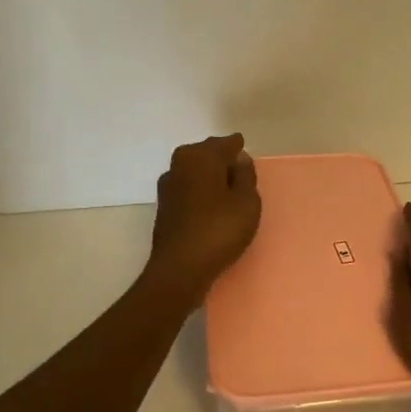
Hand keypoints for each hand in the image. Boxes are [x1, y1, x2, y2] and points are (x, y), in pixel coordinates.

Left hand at [146, 134, 261, 305]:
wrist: (180, 268)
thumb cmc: (219, 230)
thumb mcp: (247, 201)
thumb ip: (246, 176)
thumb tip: (239, 159)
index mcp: (201, 156)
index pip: (225, 143)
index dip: (237, 147)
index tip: (245, 151)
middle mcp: (180, 164)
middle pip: (205, 153)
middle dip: (221, 157)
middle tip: (238, 169)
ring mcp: (168, 185)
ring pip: (194, 170)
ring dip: (208, 175)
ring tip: (227, 187)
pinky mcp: (164, 206)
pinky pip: (187, 187)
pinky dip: (199, 190)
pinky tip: (210, 203)